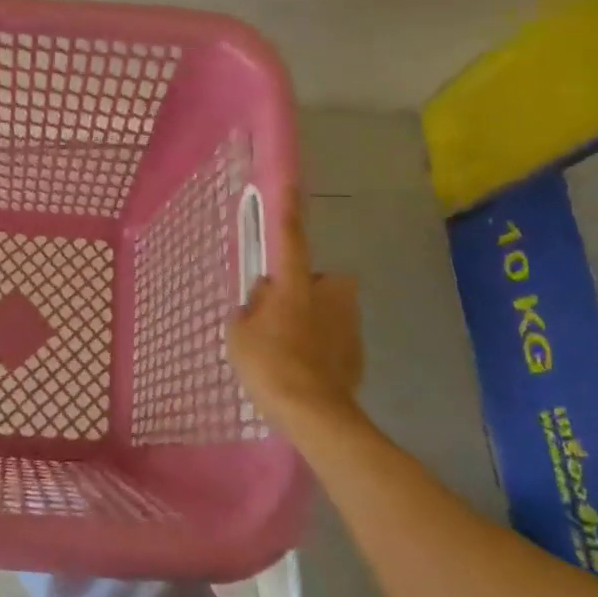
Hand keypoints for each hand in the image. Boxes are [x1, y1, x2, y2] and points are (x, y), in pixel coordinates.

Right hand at [227, 188, 364, 438]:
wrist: (313, 414)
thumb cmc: (269, 364)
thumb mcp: (239, 332)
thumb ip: (251, 306)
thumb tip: (263, 296)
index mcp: (295, 283)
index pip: (289, 237)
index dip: (287, 210)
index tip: (291, 183)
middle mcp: (328, 294)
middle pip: (316, 280)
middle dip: (304, 290)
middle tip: (279, 314)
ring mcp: (348, 323)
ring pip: (327, 310)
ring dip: (313, 320)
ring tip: (290, 351)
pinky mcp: (359, 352)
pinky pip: (335, 338)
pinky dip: (323, 348)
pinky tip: (306, 371)